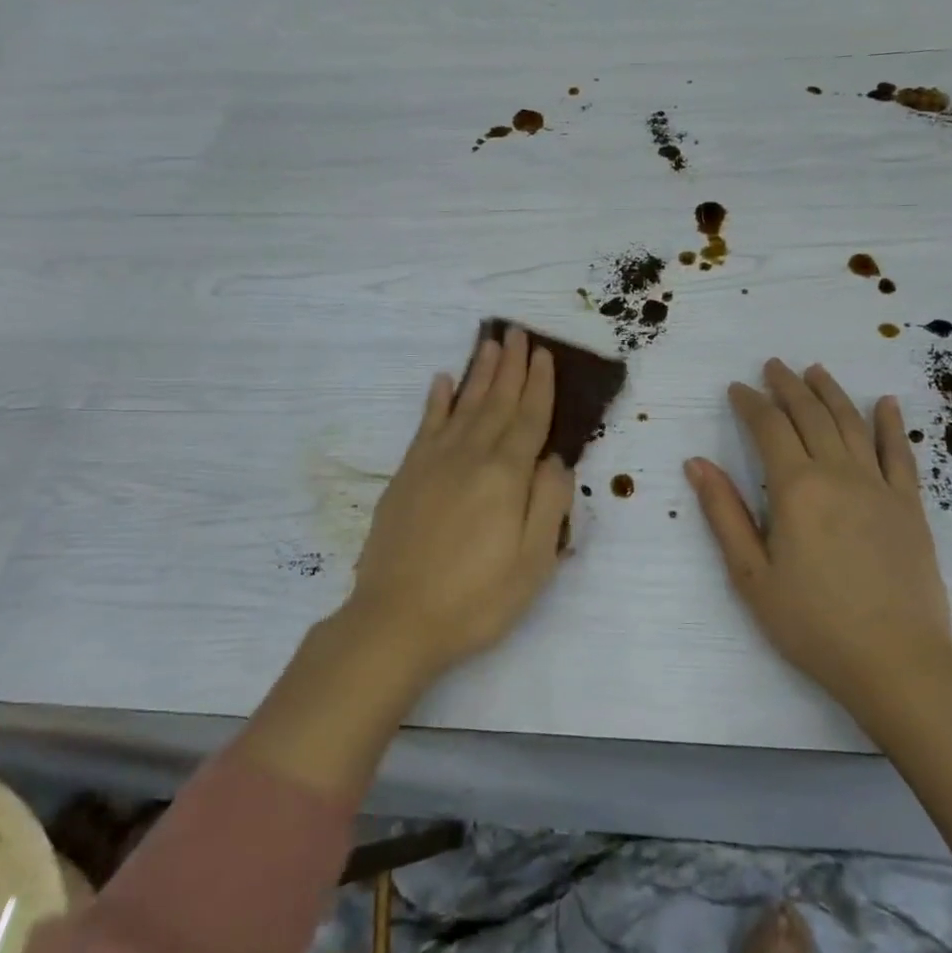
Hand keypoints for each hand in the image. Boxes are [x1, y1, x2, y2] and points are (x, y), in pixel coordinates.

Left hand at [342, 327, 574, 682]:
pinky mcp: (406, 475)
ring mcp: (433, 463)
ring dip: (478, 373)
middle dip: (510, 366)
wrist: (395, 620)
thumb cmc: (476, 599)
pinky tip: (441, 382)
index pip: (529, 418)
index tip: (543, 353)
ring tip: (489, 343)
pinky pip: (425, 426)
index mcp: (506, 476)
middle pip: (496, 402)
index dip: (539, 385)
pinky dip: (436, 401)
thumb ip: (550, 503)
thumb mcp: (533, 562)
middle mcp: (470, 457)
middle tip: (517, 332)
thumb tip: (556, 459)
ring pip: (463, 405)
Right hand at [684, 360, 951, 717]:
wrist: (897, 662)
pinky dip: (891, 424)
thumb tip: (697, 463)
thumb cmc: (812, 623)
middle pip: (811, 415)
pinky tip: (885, 403)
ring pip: (853, 424)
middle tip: (773, 365)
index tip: (737, 387)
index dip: (751, 403)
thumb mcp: (751, 575)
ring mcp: (880, 487)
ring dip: (832, 392)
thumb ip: (724, 513)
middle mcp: (839, 474)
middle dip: (788, 386)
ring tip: (816, 370)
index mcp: (796, 488)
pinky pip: (900, 454)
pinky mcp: (910, 506)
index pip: (769, 428)